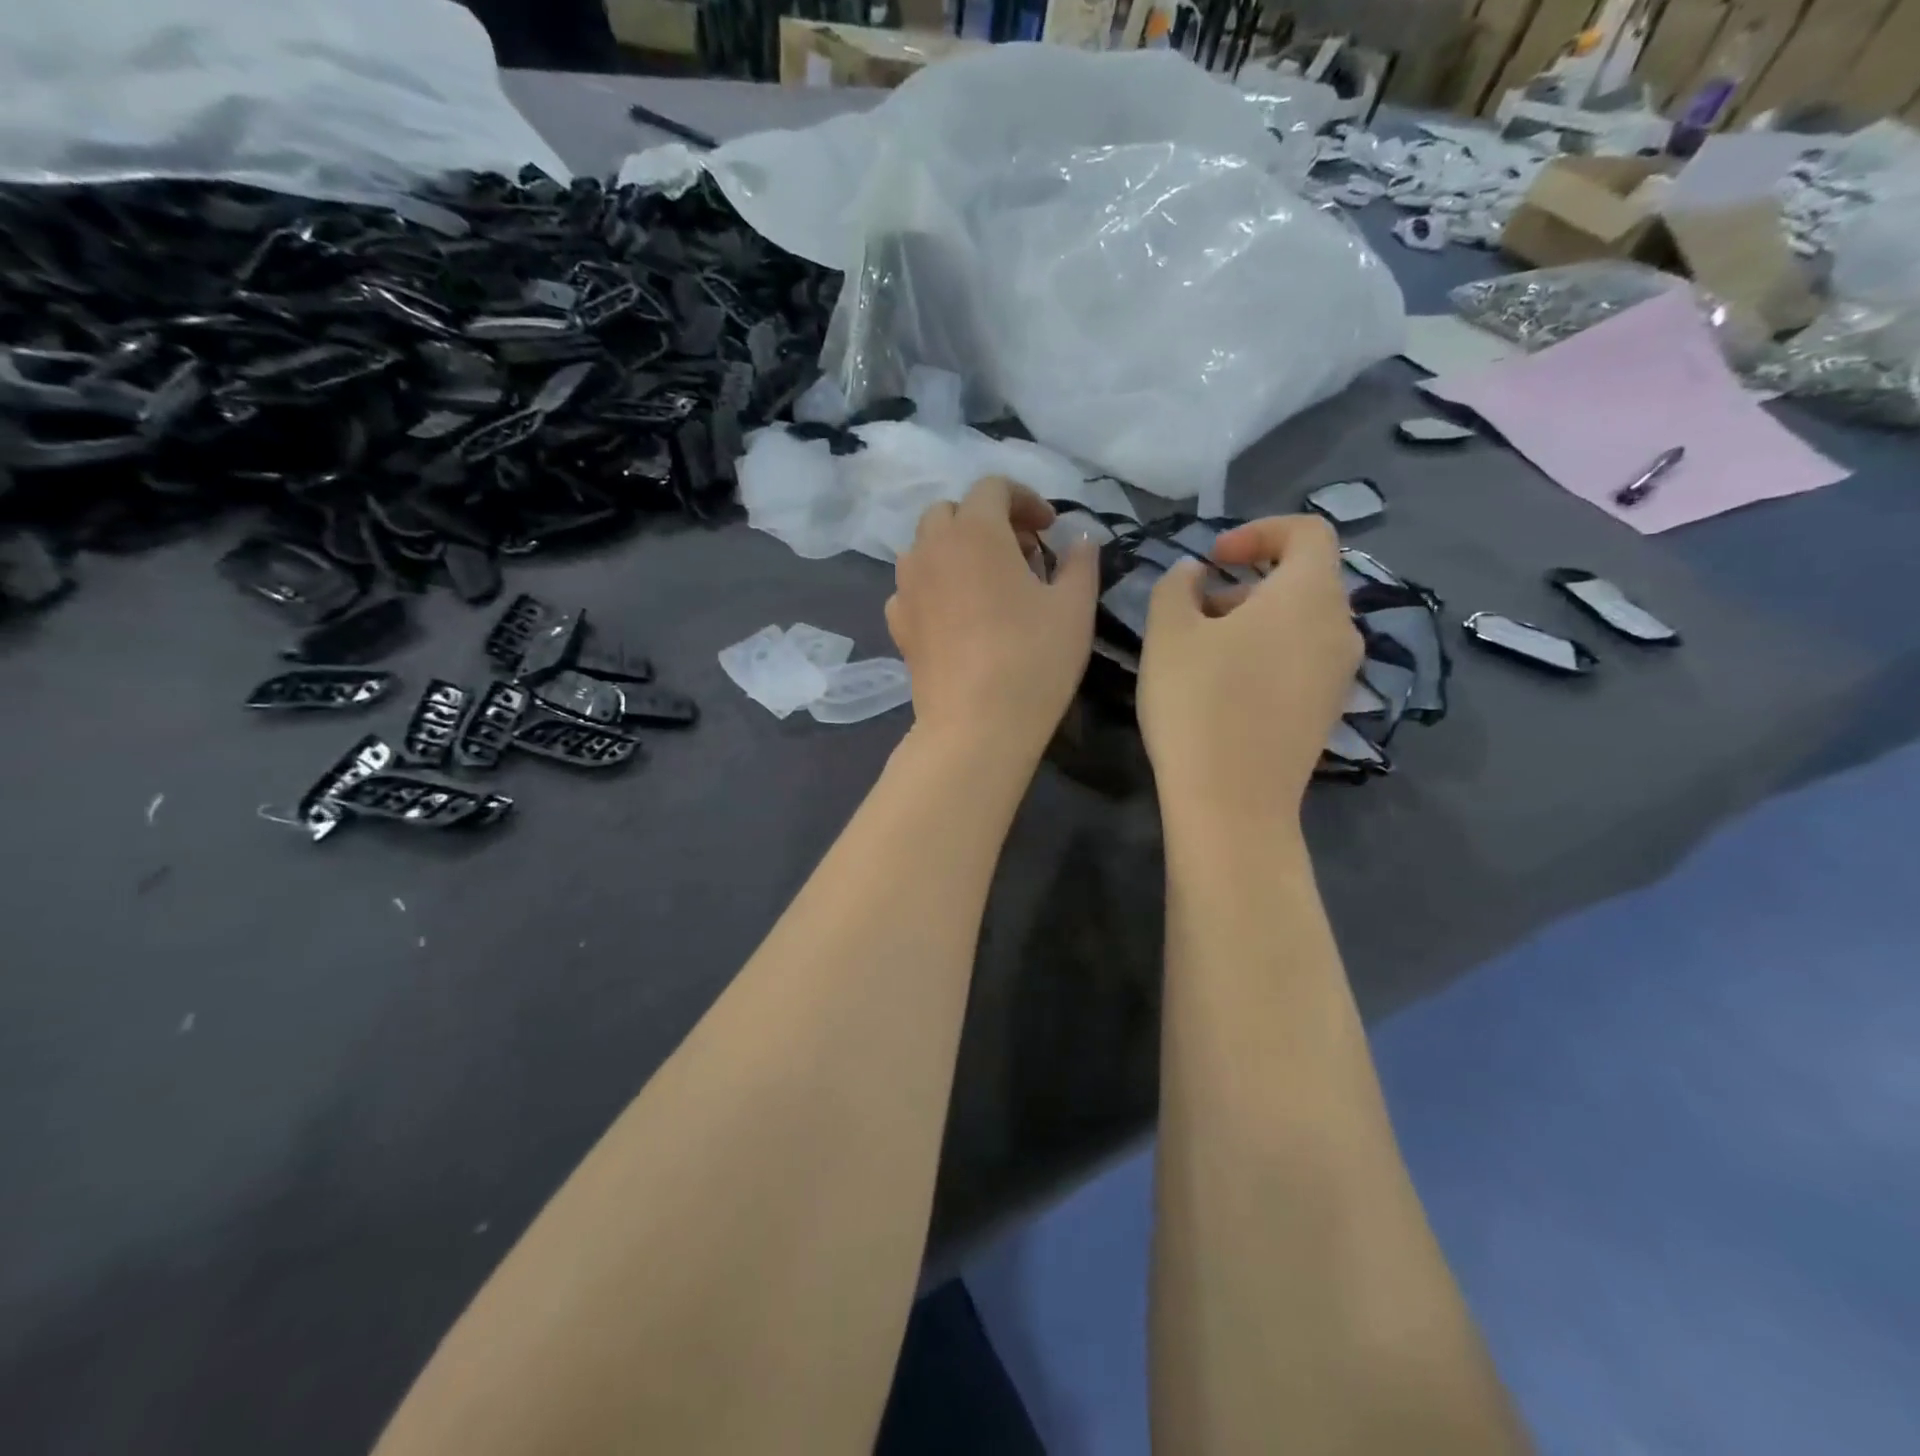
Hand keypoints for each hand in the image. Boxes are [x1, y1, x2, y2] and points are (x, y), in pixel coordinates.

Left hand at [887, 477, 1098, 760]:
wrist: (976, 725)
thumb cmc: (1033, 659)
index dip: (1025, 499)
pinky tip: (957, 614)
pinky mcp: (898, 623)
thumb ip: (1080, 562)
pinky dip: (935, 585)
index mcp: (975, 532)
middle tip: (1021, 553)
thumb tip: (1081, 539)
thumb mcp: (1074, 607)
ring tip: (987, 582)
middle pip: (952, 511)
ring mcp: (907, 586)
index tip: (1049, 529)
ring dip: (956, 550)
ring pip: (926, 546)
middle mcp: (931, 548)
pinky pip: (913, 587)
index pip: (993, 488)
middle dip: (987, 521)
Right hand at [1137, 514, 1359, 821]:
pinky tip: (1224, 689)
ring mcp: (1339, 675)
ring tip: (1202, 653)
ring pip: (1300, 624)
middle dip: (1246, 583)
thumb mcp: (1168, 633)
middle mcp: (1340, 628)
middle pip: (1303, 581)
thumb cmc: (1198, 703)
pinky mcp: (1327, 711)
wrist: (1233, 801)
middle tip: (1195, 612)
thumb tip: (1193, 575)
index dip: (1259, 531)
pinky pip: (1301, 660)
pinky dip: (1267, 654)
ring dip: (1253, 621)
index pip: (1308, 532)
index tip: (1212, 558)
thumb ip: (1176, 586)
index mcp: (1310, 595)